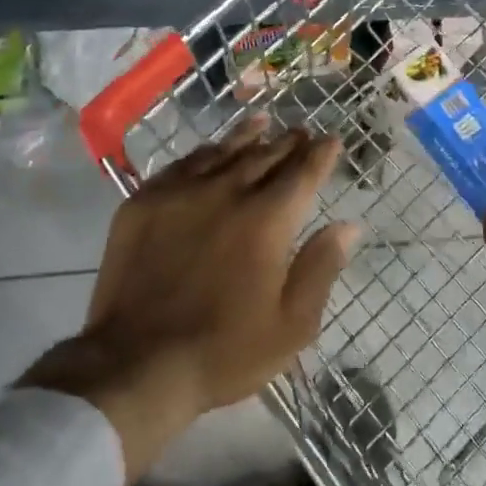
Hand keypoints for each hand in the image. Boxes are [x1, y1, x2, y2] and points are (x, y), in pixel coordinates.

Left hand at [24, 120, 359, 481]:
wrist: (137, 362)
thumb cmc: (225, 351)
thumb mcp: (292, 324)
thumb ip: (321, 268)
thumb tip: (348, 225)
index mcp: (267, 221)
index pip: (302, 174)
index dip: (320, 154)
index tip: (332, 139)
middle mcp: (226, 193)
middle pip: (264, 156)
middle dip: (288, 142)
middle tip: (301, 131)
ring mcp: (180, 194)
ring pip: (221, 152)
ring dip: (247, 136)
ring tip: (262, 122)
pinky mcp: (143, 203)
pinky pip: (181, 165)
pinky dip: (203, 154)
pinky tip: (209, 152)